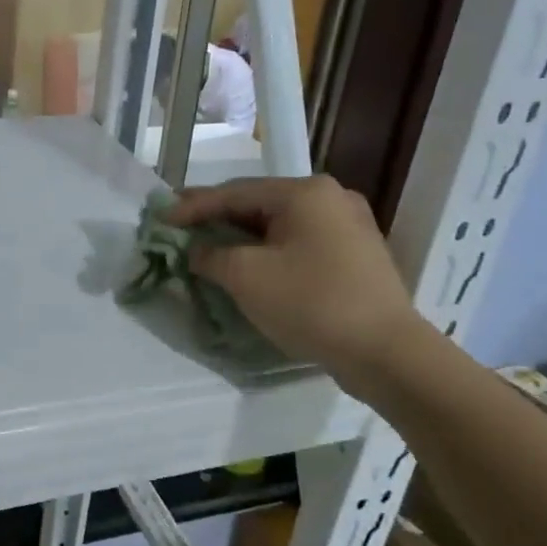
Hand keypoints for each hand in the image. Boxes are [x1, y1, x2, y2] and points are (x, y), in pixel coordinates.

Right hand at [166, 176, 431, 398]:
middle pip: (258, 204)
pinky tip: (249, 263)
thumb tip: (197, 250)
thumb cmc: (311, 304)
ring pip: (279, 224)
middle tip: (181, 227)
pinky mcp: (355, 254)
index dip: (193, 206)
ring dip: (242, 236)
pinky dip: (269, 250)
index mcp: (304, 192)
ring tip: (208, 246)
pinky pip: (299, 242)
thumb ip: (211, 255)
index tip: (160, 218)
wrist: (386, 353)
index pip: (234, 192)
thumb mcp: (247, 277)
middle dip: (217, 218)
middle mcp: (330, 198)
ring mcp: (348, 225)